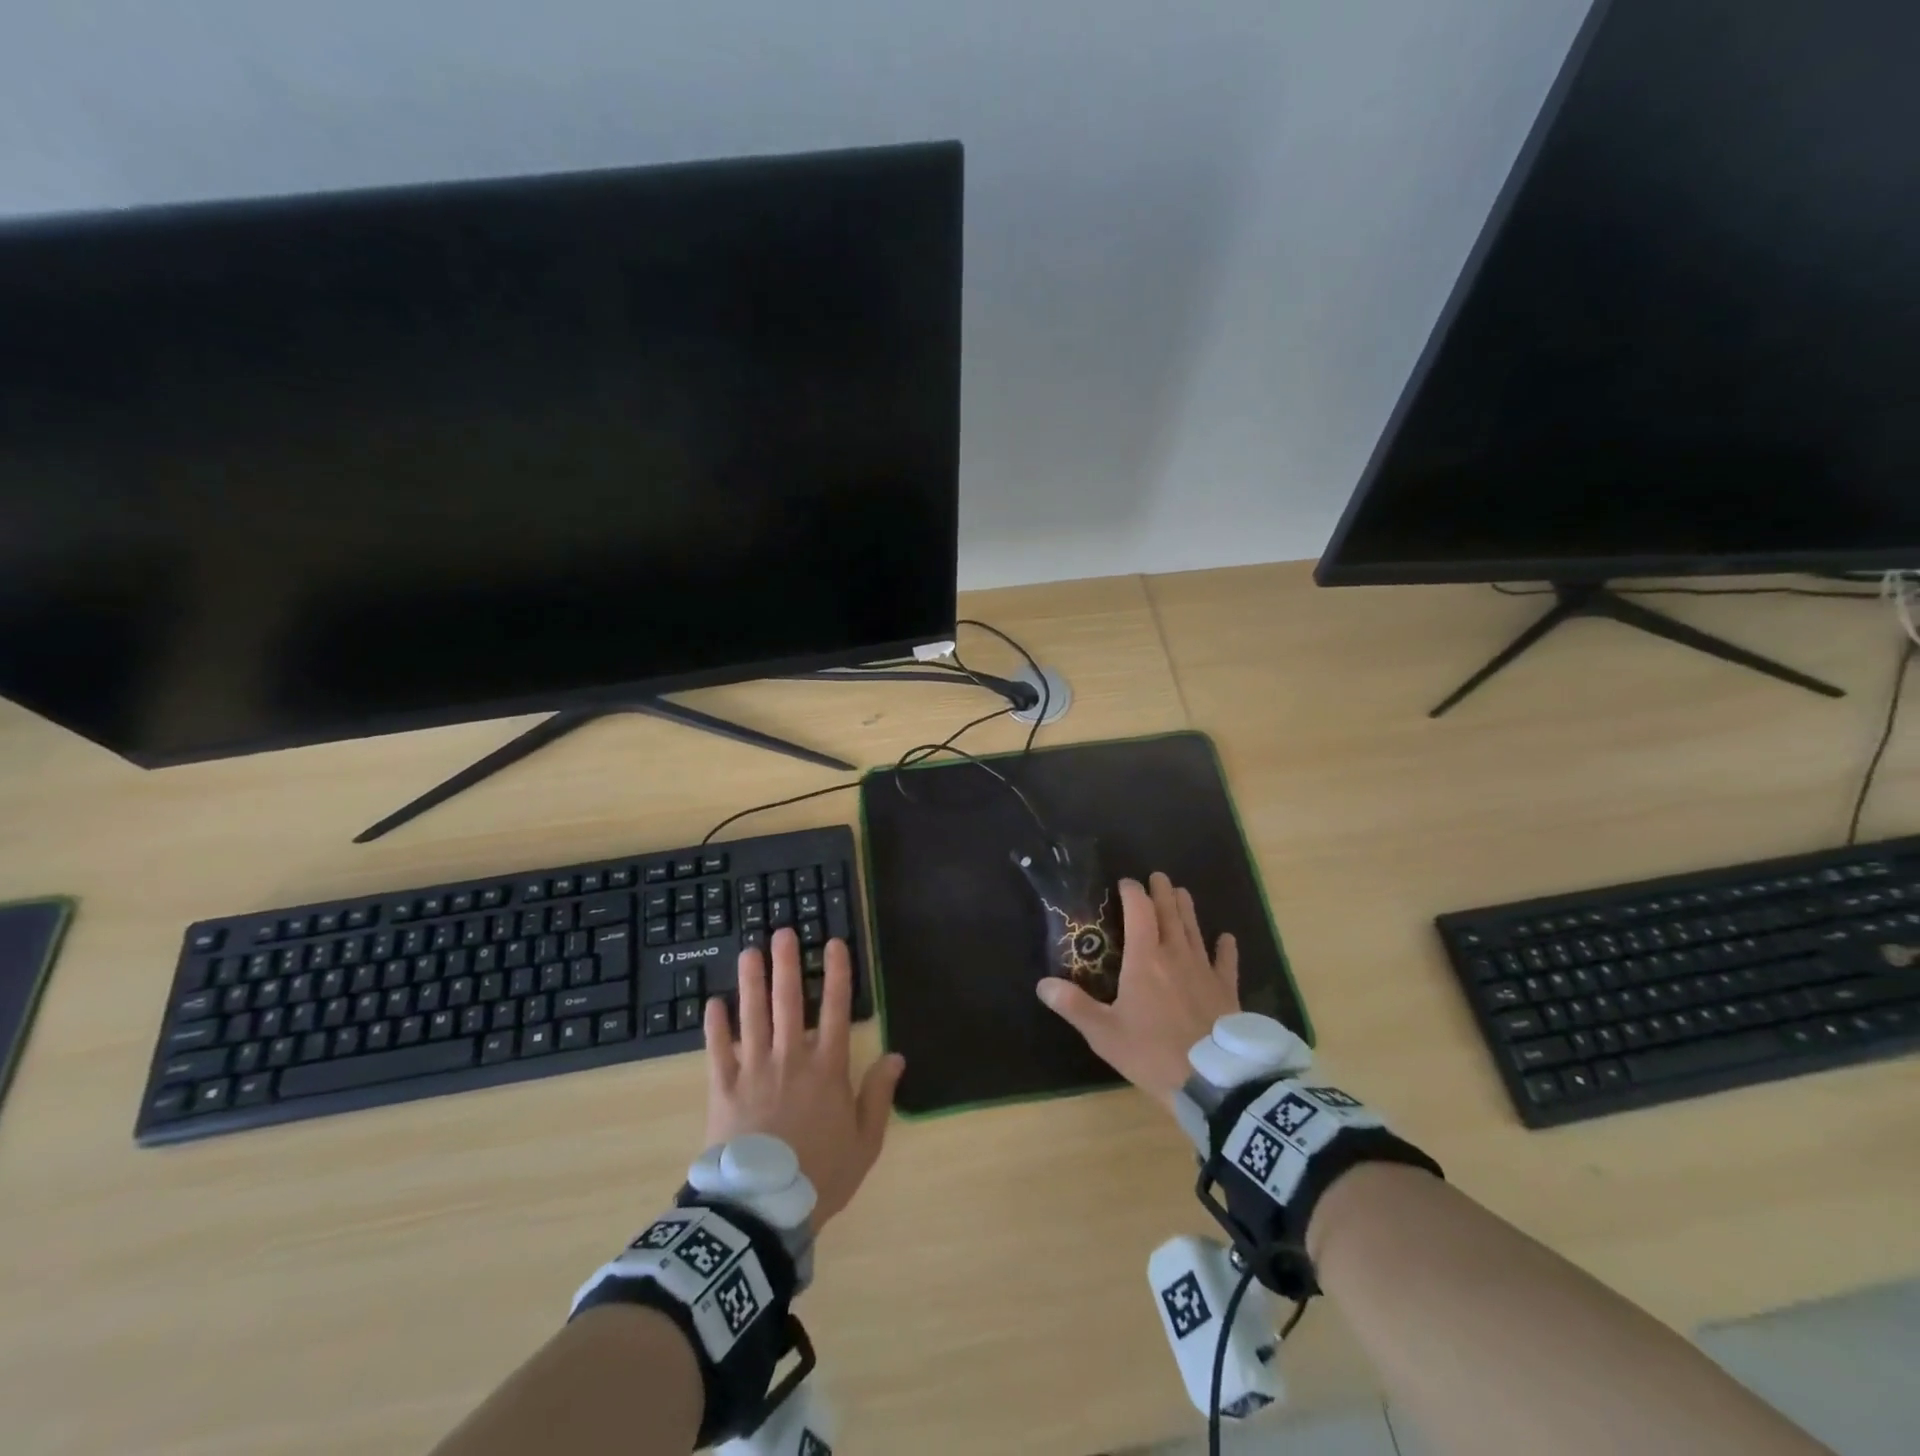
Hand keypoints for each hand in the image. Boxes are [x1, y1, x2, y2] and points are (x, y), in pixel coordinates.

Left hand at [703, 927, 905, 1229]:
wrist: (762, 1210)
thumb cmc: (820, 1174)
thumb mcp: (865, 1141)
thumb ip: (878, 1095)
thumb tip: (895, 1056)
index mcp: (827, 1068)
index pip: (837, 1009)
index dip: (837, 974)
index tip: (833, 943)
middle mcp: (791, 1058)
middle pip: (790, 1002)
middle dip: (787, 964)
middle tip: (782, 932)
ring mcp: (754, 1070)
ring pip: (752, 1015)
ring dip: (751, 981)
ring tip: (749, 951)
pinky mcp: (723, 1088)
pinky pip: (717, 1050)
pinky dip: (714, 1026)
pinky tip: (712, 1002)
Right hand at [1036, 872, 1237, 1106]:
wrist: (1213, 1081)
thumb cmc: (1152, 1052)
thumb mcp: (1104, 1033)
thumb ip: (1074, 1005)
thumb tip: (1042, 984)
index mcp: (1145, 958)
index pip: (1139, 911)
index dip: (1132, 892)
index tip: (1125, 883)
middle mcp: (1176, 954)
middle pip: (1170, 913)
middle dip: (1162, 892)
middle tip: (1157, 876)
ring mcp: (1204, 971)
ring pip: (1195, 929)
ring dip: (1187, 909)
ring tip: (1182, 892)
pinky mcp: (1227, 991)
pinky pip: (1226, 962)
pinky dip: (1225, 947)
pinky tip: (1226, 937)